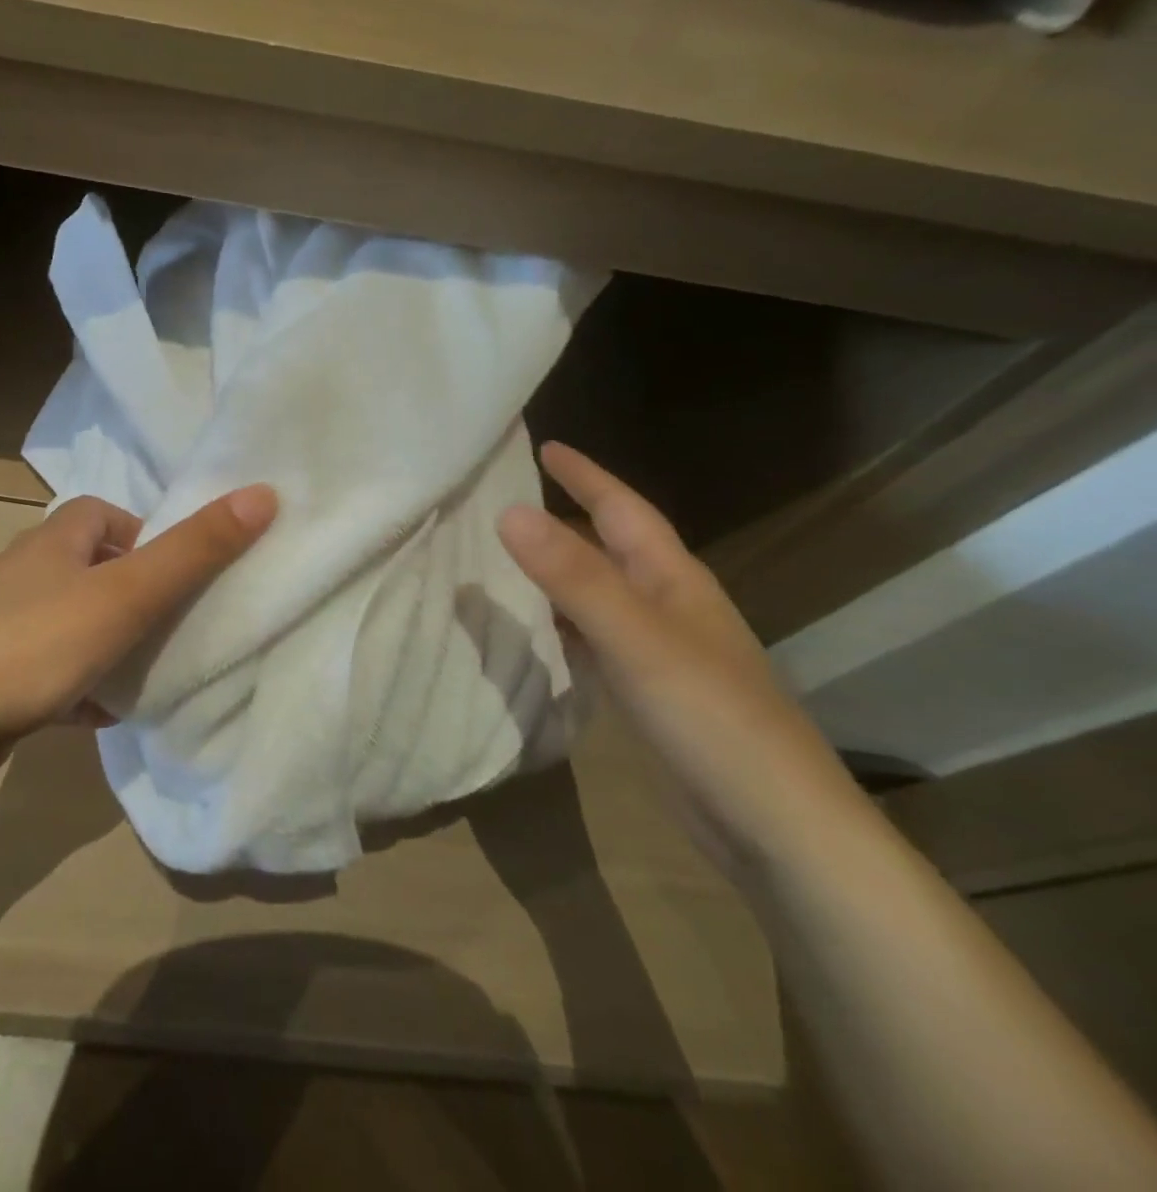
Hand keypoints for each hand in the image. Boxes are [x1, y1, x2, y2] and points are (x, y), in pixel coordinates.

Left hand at [0, 487, 277, 778]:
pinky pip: (53, 664)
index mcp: (55, 538)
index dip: (145, 536)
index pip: (105, 513)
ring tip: (148, 667)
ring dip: (110, 638)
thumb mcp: (131, 592)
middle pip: (93, 567)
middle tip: (171, 623)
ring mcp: (7, 620)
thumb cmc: (44, 641)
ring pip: (75, 618)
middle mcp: (27, 570)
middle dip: (133, 591)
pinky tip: (105, 709)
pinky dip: (81, 680)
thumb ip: (195, 549)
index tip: (175, 574)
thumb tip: (262, 494)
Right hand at [497, 443, 866, 877]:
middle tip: (501, 502)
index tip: (542, 446)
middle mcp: (667, 605)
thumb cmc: (710, 716)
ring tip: (498, 558)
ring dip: (552, 572)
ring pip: (595, 593)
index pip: (622, 509)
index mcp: (672, 579)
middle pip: (607, 547)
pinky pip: (591, 637)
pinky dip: (557, 623)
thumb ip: (571, 575)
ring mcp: (659, 651)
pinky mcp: (647, 691)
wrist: (775, 826)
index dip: (584, 476)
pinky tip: (529, 631)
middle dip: (561, 519)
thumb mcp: (635, 637)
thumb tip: (507, 510)